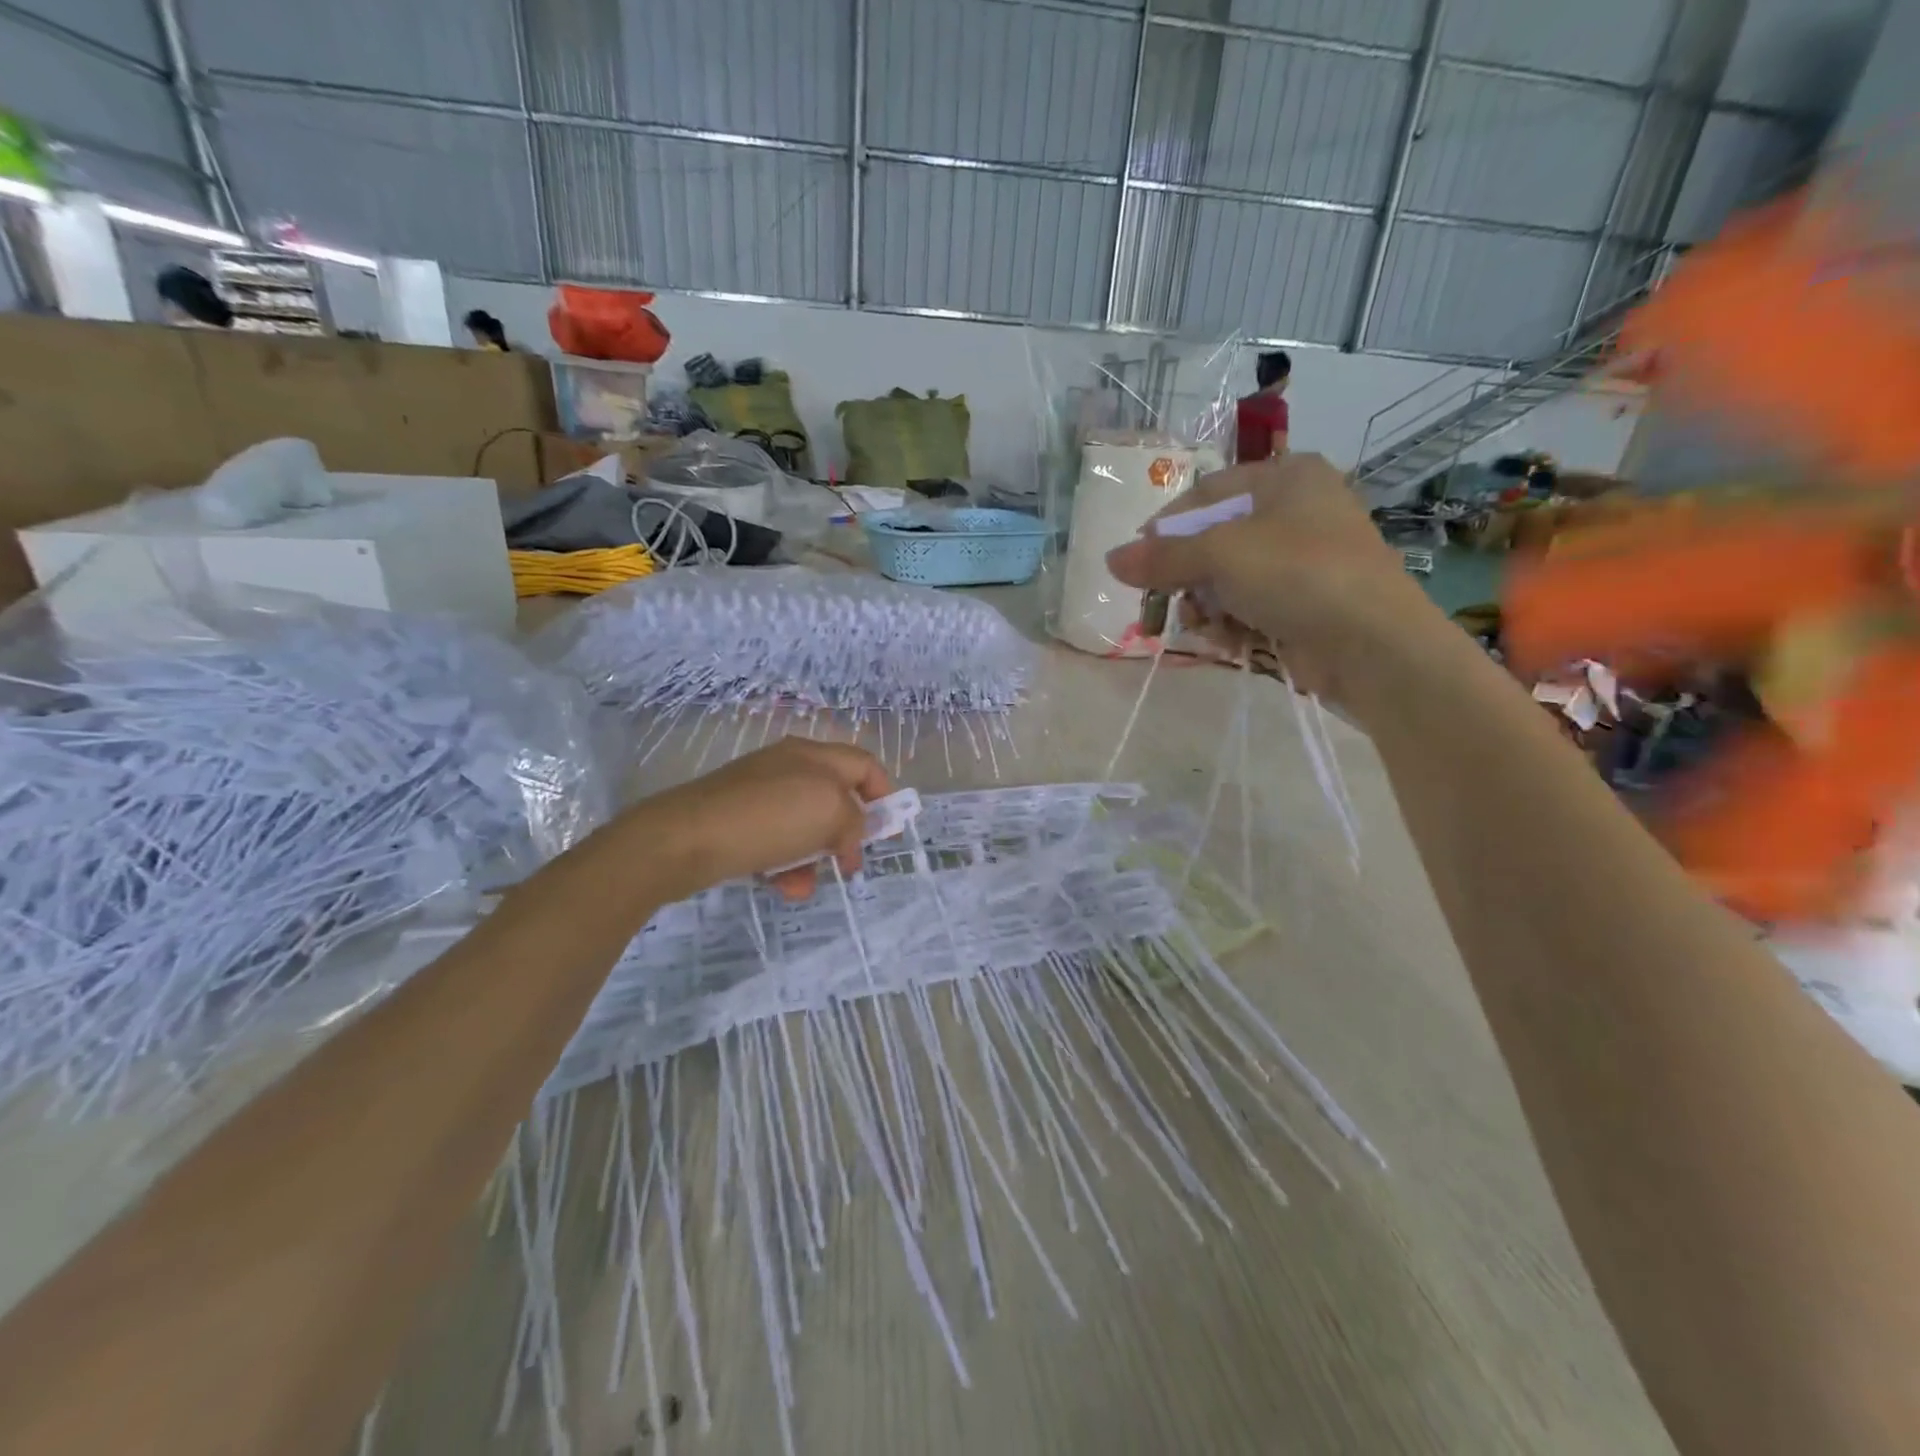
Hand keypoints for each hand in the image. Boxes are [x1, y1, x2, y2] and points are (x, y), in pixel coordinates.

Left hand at [620, 738, 892, 901]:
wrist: (686, 838)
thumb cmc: (770, 818)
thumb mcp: (831, 812)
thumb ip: (856, 820)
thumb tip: (850, 835)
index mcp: (815, 755)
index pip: (865, 765)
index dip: (884, 794)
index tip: (888, 831)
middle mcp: (789, 766)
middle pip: (835, 798)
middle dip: (846, 834)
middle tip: (849, 863)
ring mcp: (760, 792)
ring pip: (805, 825)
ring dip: (815, 856)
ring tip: (807, 884)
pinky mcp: (737, 819)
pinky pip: (776, 841)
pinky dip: (785, 864)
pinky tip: (783, 887)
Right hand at [1104, 453, 1445, 711]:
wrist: (1372, 643)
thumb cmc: (1297, 574)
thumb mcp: (1221, 556)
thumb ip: (1162, 558)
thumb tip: (1110, 560)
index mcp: (1286, 477)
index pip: (1206, 493)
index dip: (1167, 527)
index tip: (1139, 562)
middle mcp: (1297, 511)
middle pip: (1215, 540)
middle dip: (1189, 577)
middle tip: (1171, 601)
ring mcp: (1305, 561)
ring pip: (1229, 580)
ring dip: (1207, 607)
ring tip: (1206, 627)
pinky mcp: (1307, 603)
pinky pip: (1251, 606)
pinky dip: (1233, 624)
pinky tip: (1230, 641)